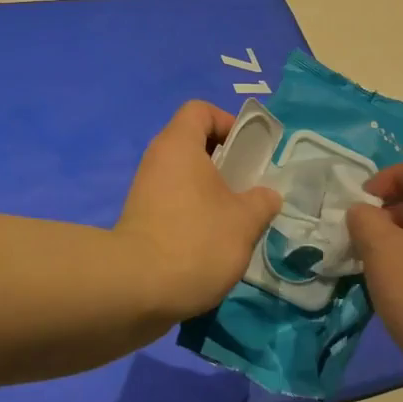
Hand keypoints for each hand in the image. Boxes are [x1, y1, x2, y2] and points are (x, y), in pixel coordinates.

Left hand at [116, 102, 280, 323]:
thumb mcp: (245, 220)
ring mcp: (144, 192)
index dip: (228, 122)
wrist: (135, 290)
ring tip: (237, 221)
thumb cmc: (196, 241)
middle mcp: (157, 161)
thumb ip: (262, 202)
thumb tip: (266, 196)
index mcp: (179, 145)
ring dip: (213, 194)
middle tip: (250, 189)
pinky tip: (214, 244)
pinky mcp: (140, 222)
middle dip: (226, 164)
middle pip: (194, 145)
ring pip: (185, 179)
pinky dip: (195, 216)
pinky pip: (174, 205)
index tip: (249, 151)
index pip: (200, 110)